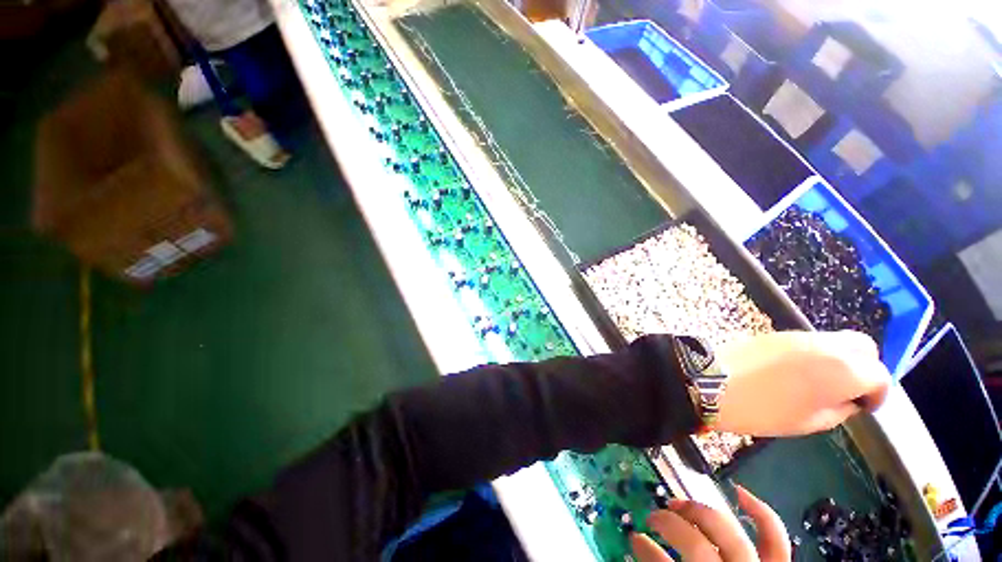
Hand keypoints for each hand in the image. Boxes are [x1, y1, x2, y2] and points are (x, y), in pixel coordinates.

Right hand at [630, 486, 789, 561]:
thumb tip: (637, 542)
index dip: (648, 552)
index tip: (635, 538)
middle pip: (697, 545)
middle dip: (671, 525)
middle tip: (655, 517)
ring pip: (727, 531)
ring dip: (698, 512)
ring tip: (680, 505)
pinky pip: (775, 538)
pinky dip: (761, 513)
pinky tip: (739, 492)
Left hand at [714, 330, 889, 436]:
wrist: (712, 383)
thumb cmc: (764, 410)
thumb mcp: (812, 422)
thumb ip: (841, 408)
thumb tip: (851, 400)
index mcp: (844, 369)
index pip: (880, 375)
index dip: (878, 393)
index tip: (865, 407)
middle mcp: (827, 345)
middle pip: (864, 347)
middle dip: (865, 368)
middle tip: (848, 390)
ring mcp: (800, 335)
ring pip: (837, 339)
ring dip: (841, 358)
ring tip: (822, 382)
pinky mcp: (777, 333)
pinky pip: (811, 340)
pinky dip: (818, 353)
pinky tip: (799, 371)